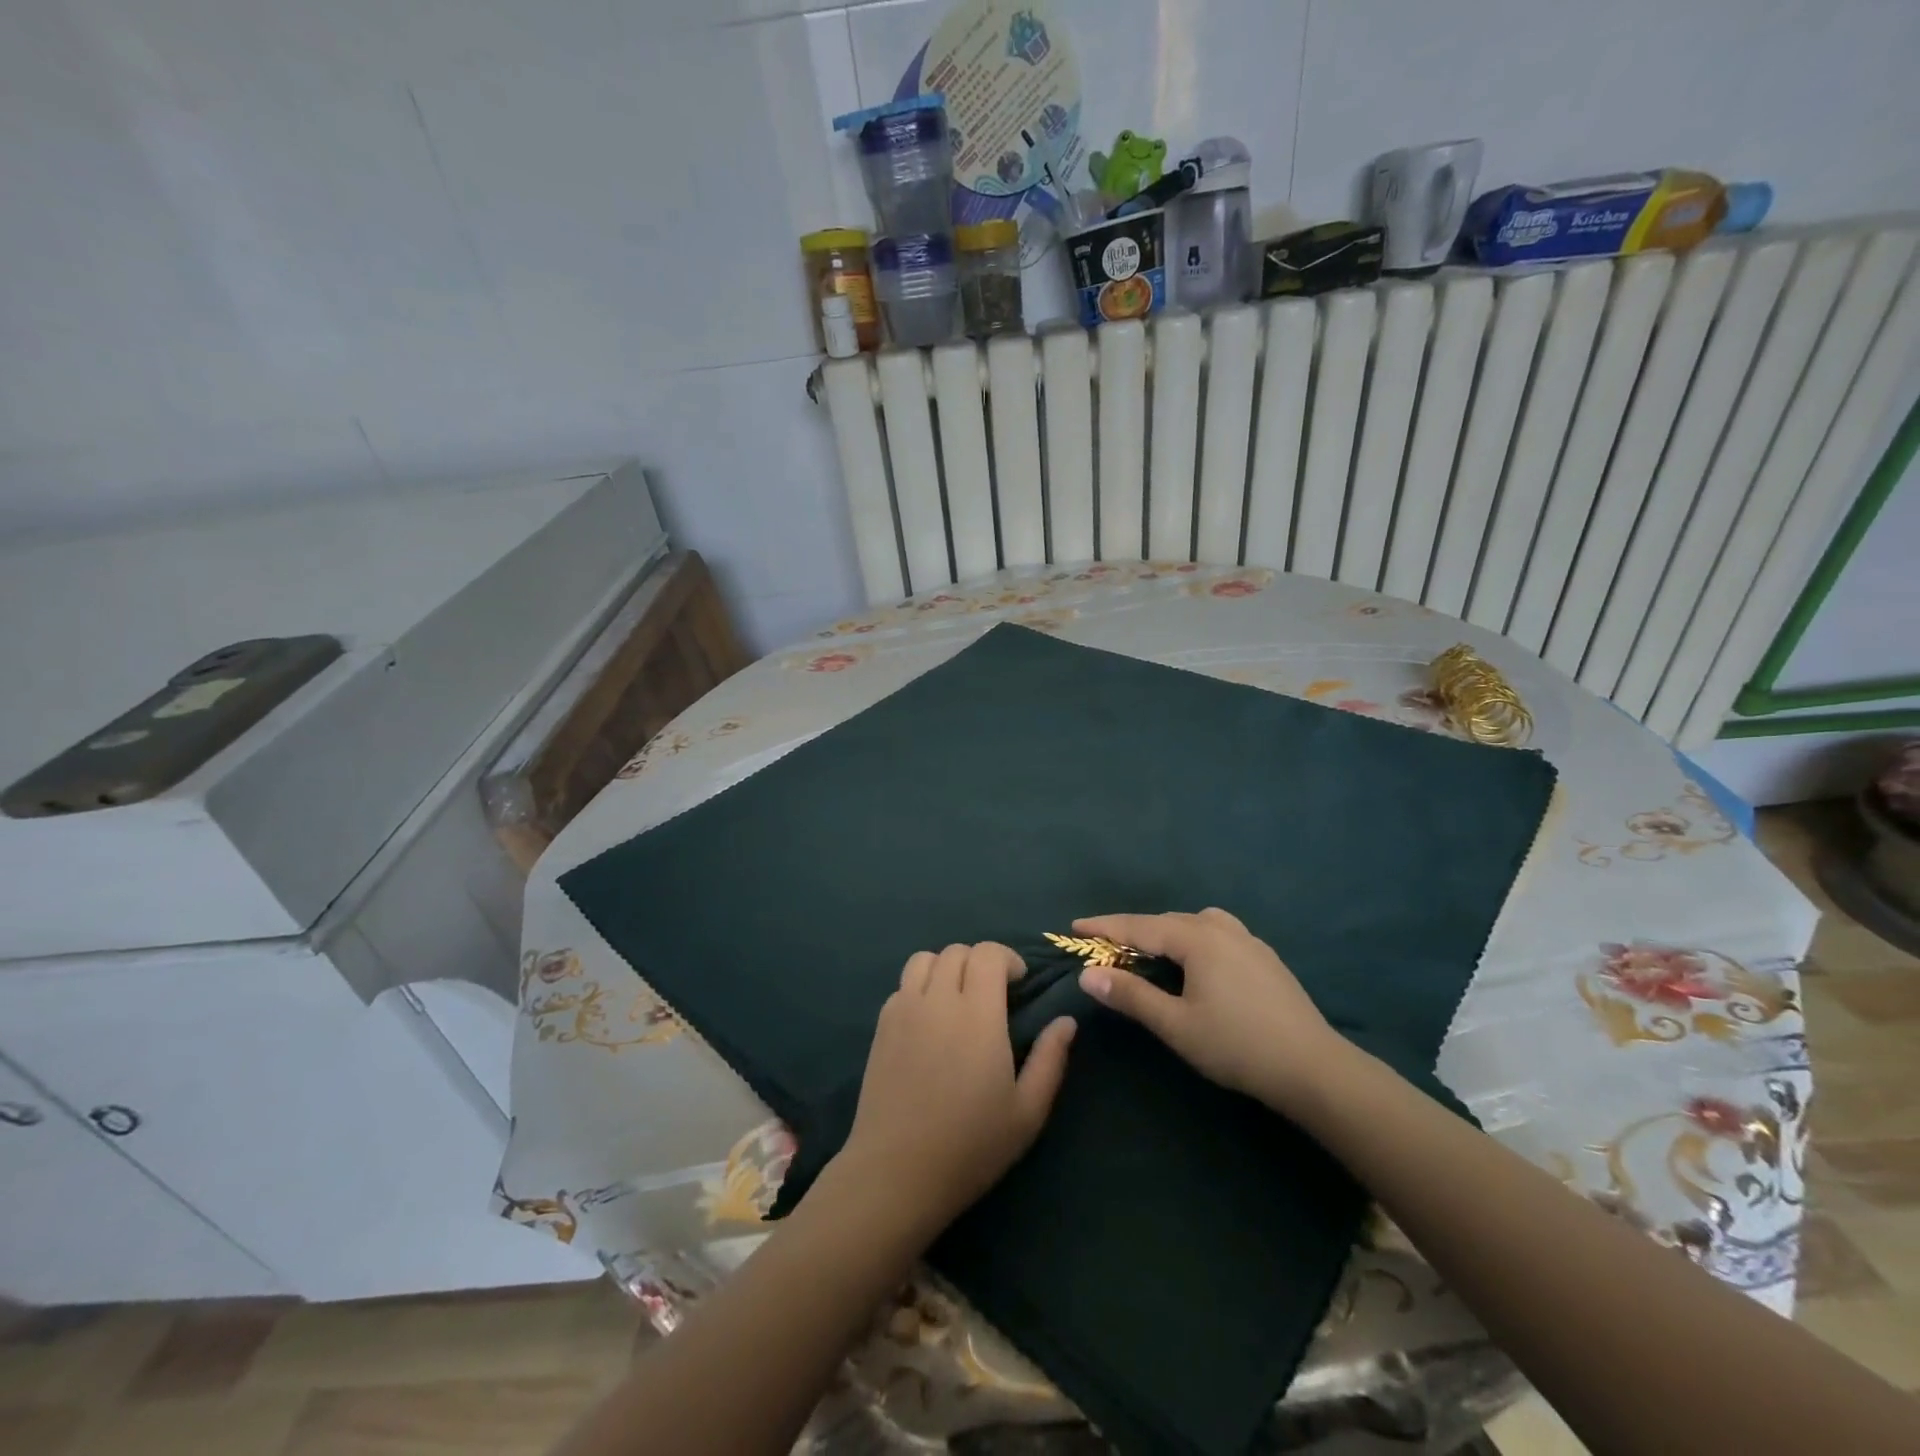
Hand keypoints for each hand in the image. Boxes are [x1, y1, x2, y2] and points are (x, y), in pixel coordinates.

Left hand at [833, 942, 1075, 1237]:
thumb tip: (1066, 1021)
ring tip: (958, 998)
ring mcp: (904, 1009)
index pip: (988, 953)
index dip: (1007, 958)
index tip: (1018, 984)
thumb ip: (1050, 1059)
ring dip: (947, 967)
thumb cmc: (970, 1145)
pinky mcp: (881, 1025)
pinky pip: (903, 985)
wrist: (897, 1172)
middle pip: (957, 951)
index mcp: (978, 1015)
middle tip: (993, 994)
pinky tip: (930, 1020)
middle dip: (980, 962)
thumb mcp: (1027, 1111)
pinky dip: (921, 987)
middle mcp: (938, 1000)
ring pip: (925, 959)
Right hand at [1074, 909, 1348, 1111]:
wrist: (1314, 1068)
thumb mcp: (1176, 1025)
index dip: (1105, 927)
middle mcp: (1222, 929)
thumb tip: (1089, 974)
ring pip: (1195, 924)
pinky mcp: (1265, 957)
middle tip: (1105, 944)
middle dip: (1133, 930)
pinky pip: (1216, 934)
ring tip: (1149, 950)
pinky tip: (1196, 962)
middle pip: (1167, 921)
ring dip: (1166, 932)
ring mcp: (1248, 940)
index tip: (1074, 926)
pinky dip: (1192, 939)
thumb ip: (1131, 996)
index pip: (1140, 926)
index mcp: (1198, 939)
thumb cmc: (1237, 1045)